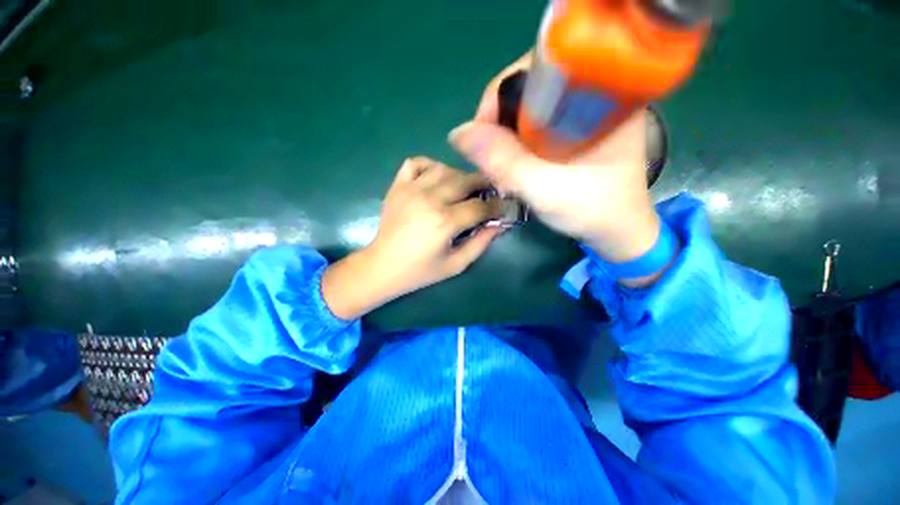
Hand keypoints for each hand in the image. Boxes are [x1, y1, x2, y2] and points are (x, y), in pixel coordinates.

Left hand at [322, 157, 502, 319]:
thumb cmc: (420, 271)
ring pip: (444, 168)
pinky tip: (436, 178)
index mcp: (445, 221)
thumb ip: (480, 244)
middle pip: (465, 180)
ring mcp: (411, 189)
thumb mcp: (456, 265)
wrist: (382, 266)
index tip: (502, 207)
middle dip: (483, 184)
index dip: (496, 206)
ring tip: (464, 188)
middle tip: (488, 192)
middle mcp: (430, 199)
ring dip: (459, 176)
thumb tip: (499, 224)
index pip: (480, 206)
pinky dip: (430, 165)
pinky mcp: (397, 186)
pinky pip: (416, 163)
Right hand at [449, 54, 661, 268]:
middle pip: (527, 85)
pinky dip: (516, 143)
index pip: (536, 69)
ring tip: (504, 170)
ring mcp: (584, 107)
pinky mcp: (574, 124)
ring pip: (526, 105)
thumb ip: (505, 162)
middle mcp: (594, 90)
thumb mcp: (546, 190)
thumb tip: (459, 133)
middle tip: (495, 163)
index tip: (485, 140)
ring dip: (505, 137)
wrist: (617, 228)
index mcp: (601, 94)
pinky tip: (515, 166)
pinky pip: (532, 121)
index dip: (500, 99)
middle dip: (500, 125)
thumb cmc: (592, 211)